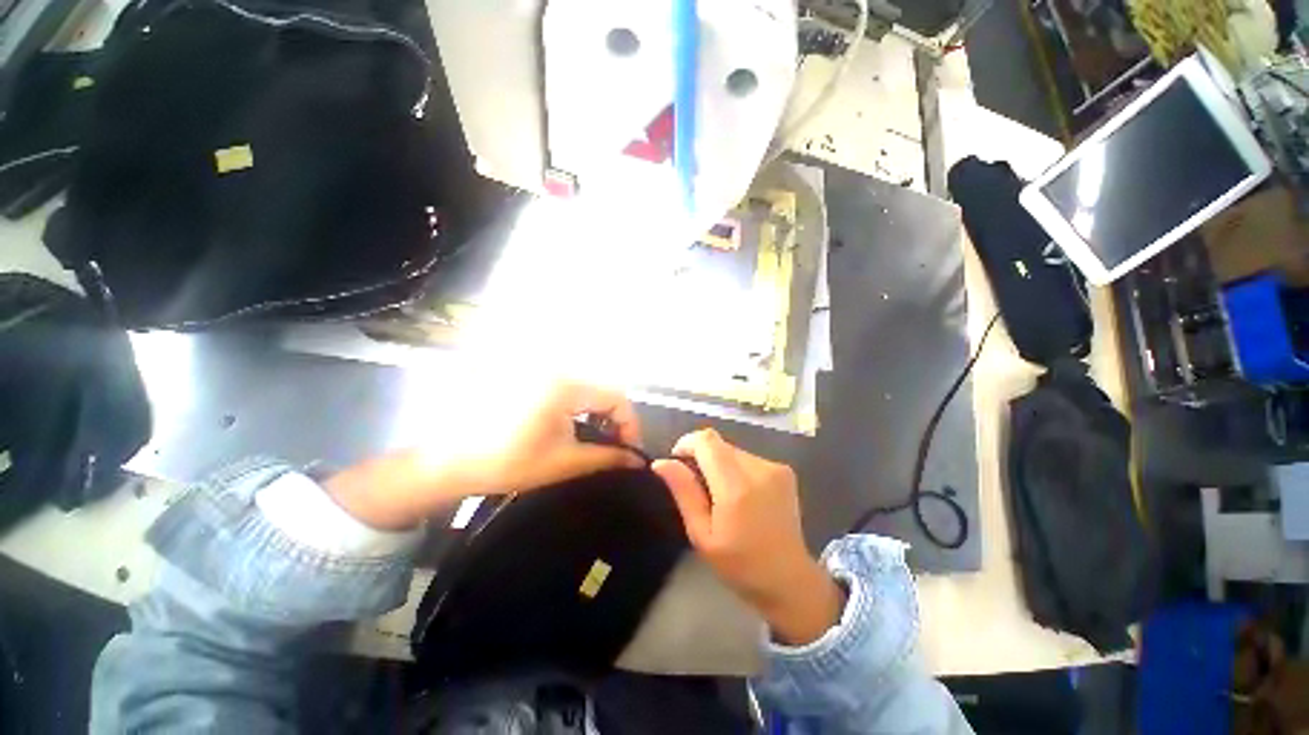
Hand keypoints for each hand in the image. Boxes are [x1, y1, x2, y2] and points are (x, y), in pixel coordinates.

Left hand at [325, 382, 644, 529]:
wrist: (448, 461)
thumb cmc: (507, 462)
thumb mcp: (564, 463)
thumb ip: (607, 459)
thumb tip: (637, 462)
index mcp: (566, 385)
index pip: (616, 397)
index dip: (629, 424)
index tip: (629, 451)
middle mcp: (556, 370)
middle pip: (602, 391)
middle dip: (614, 420)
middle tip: (614, 448)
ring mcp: (541, 372)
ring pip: (586, 390)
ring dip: (597, 415)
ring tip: (595, 441)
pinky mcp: (530, 379)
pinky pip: (568, 389)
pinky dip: (578, 408)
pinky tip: (572, 428)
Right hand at [652, 429, 844, 644]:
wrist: (789, 580)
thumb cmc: (740, 565)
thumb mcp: (701, 534)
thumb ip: (684, 492)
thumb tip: (661, 462)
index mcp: (736, 486)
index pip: (706, 440)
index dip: (687, 444)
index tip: (678, 463)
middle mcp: (759, 468)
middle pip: (719, 443)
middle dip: (702, 457)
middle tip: (699, 488)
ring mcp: (776, 467)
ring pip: (732, 449)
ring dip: (720, 463)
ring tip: (721, 495)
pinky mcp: (785, 470)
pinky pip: (748, 458)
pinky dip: (736, 469)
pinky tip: (741, 495)